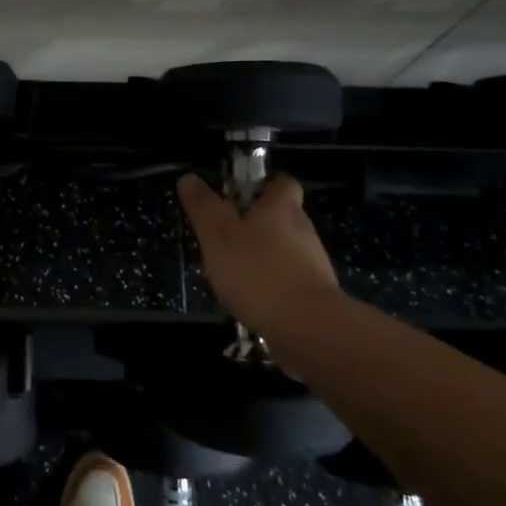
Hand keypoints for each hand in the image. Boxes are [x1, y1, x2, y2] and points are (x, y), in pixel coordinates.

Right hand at [177, 172, 342, 333]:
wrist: (309, 328)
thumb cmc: (258, 272)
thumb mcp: (218, 236)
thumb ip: (203, 207)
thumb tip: (189, 178)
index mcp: (280, 207)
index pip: (282, 183)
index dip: (264, 185)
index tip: (240, 197)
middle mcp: (302, 229)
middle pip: (282, 216)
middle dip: (257, 224)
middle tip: (226, 239)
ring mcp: (314, 263)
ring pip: (285, 250)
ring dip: (263, 257)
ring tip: (234, 275)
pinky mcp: (317, 294)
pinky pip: (291, 279)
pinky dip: (273, 284)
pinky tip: (252, 301)